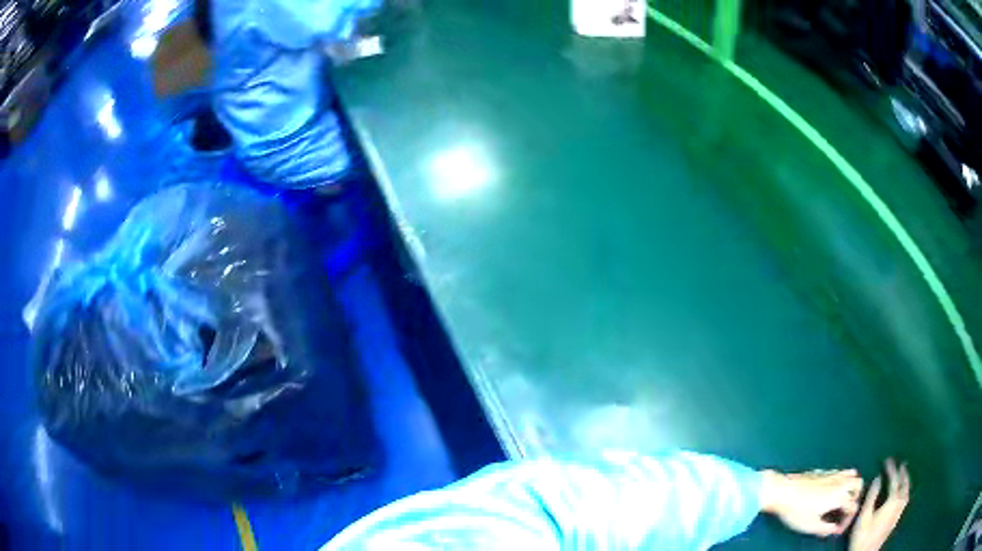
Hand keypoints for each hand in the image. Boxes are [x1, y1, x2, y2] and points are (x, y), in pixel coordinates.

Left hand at [762, 468, 862, 536]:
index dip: (847, 521)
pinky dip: (843, 480)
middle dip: (855, 498)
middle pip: (858, 485)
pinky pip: (842, 472)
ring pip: (852, 475)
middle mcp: (840, 482)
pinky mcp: (825, 471)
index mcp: (840, 495)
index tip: (837, 530)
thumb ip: (825, 529)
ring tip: (841, 500)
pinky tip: (832, 491)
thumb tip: (834, 529)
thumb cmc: (796, 511)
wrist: (782, 490)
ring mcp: (833, 474)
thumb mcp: (810, 526)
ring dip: (851, 486)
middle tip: (845, 511)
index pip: (853, 507)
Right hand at [849, 459, 910, 550]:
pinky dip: (905, 491)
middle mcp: (899, 504)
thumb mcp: (864, 515)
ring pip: (906, 492)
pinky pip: (905, 500)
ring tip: (905, 475)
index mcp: (892, 501)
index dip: (891, 469)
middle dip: (903, 473)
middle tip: (902, 463)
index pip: (894, 480)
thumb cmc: (863, 535)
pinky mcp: (896, 519)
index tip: (888, 460)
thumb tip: (878, 478)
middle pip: (904, 484)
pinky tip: (903, 494)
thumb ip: (872, 496)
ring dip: (906, 481)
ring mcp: (898, 512)